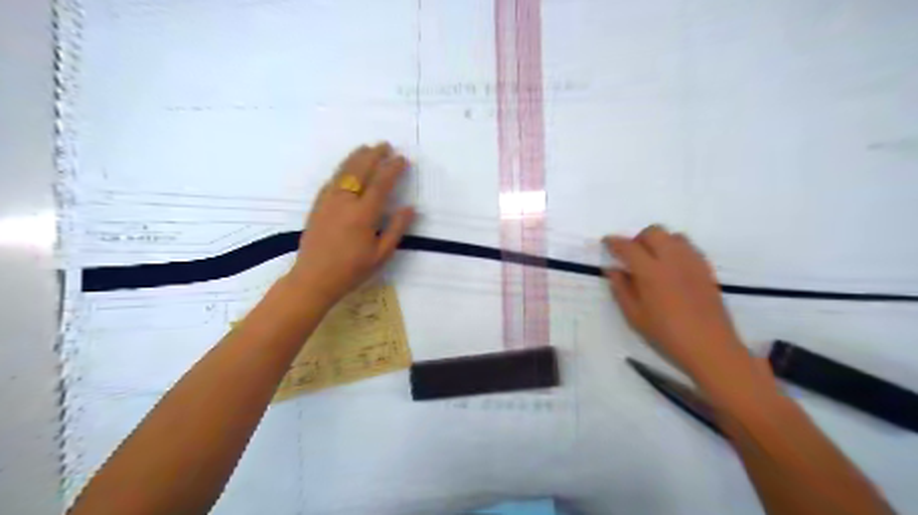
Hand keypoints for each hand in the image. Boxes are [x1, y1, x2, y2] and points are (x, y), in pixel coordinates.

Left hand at [287, 143, 414, 304]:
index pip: (381, 183)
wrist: (313, 279)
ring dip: (357, 157)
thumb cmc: (351, 270)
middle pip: (361, 170)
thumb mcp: (381, 254)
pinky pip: (331, 180)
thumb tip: (410, 208)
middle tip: (386, 145)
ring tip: (367, 148)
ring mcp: (328, 201)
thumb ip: (396, 229)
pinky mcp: (317, 205)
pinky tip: (346, 167)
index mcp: (363, 214)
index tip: (403, 159)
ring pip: (344, 171)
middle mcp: (345, 201)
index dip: (393, 168)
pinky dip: (342, 169)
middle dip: (374, 155)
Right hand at [607, 224, 748, 381]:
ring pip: (673, 236)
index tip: (607, 242)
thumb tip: (613, 270)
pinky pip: (688, 247)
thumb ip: (621, 289)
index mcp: (651, 272)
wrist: (710, 347)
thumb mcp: (634, 316)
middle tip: (631, 255)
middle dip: (638, 239)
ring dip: (658, 241)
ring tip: (652, 260)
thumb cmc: (666, 334)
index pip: (628, 247)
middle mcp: (672, 259)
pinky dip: (675, 249)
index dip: (615, 242)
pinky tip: (671, 268)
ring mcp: (692, 262)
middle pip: (653, 232)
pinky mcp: (706, 269)